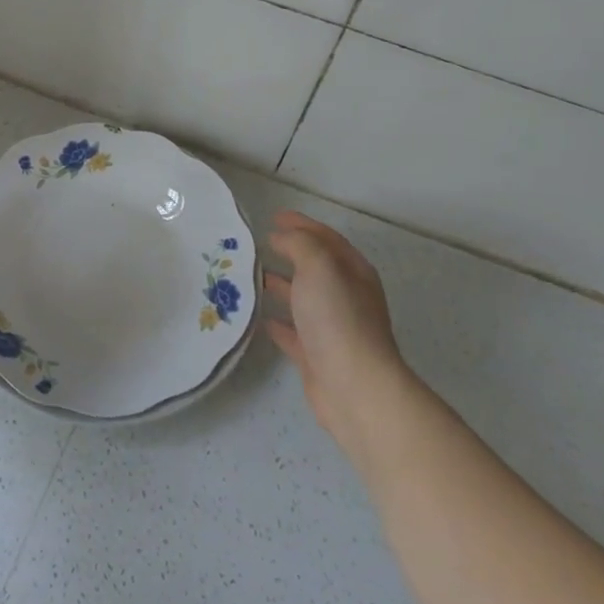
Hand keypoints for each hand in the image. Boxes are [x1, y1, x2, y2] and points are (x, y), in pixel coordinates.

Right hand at [263, 210, 412, 456]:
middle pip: (315, 267)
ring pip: (302, 299)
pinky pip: (293, 332)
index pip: (326, 238)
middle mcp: (346, 297)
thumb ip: (300, 244)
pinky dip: (278, 322)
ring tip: (251, 276)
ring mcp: (332, 328)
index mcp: (353, 272)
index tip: (273, 217)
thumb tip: (283, 237)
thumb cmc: (337, 318)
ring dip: (280, 286)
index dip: (302, 224)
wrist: (353, 385)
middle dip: (290, 253)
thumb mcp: (319, 266)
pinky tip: (260, 318)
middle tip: (258, 244)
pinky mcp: (316, 355)